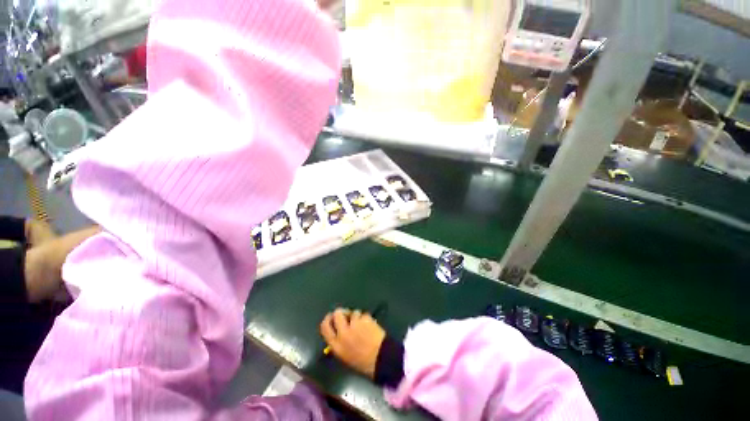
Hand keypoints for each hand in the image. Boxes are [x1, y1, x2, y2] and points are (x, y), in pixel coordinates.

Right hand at [320, 308, 385, 377]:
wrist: (381, 359)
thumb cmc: (363, 362)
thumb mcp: (345, 356)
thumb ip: (339, 343)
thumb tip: (337, 331)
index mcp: (336, 345)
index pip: (325, 327)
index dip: (327, 319)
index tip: (330, 316)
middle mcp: (343, 333)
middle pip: (337, 314)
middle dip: (342, 312)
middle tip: (347, 316)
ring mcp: (354, 325)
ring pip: (353, 312)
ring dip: (356, 316)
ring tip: (362, 325)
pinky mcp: (365, 319)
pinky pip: (363, 315)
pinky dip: (365, 318)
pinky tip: (369, 325)